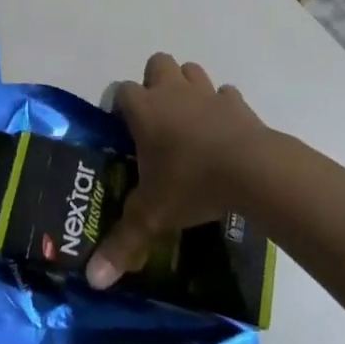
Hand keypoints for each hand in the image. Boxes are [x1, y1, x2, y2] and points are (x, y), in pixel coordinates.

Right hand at [86, 52, 267, 289]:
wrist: (250, 170)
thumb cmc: (191, 183)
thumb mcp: (152, 217)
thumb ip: (123, 244)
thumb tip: (93, 279)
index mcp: (144, 110)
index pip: (121, 91)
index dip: (119, 106)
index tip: (122, 129)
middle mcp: (172, 93)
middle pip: (157, 64)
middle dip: (155, 82)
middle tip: (157, 118)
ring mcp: (207, 94)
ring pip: (192, 71)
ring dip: (188, 88)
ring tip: (189, 121)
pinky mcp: (238, 104)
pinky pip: (226, 95)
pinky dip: (223, 107)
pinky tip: (223, 132)